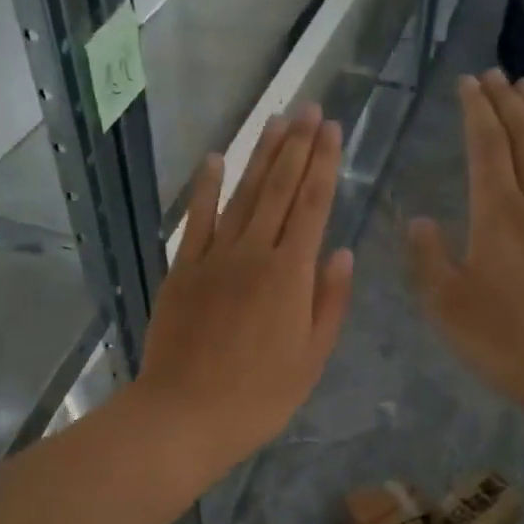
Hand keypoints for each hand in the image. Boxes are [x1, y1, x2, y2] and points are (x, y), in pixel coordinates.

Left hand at [134, 106, 353, 471]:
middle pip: (277, 189)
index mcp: (290, 275)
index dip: (323, 165)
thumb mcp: (311, 359)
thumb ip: (329, 302)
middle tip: (308, 108)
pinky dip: (206, 188)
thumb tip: (341, 252)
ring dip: (259, 155)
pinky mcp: (181, 270)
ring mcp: (213, 258)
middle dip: (296, 146)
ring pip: (241, 195)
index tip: (332, 130)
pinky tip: (216, 159)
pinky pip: (196, 220)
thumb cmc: (258, 397)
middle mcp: (253, 253)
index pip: (312, 206)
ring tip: (275, 120)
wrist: (185, 414)